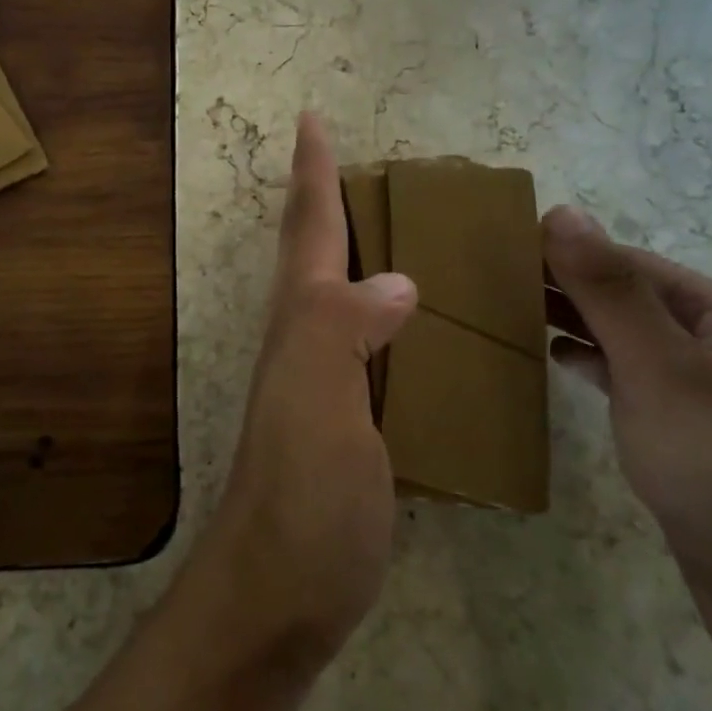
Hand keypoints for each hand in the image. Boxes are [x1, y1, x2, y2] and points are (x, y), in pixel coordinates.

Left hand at [193, 113, 417, 665]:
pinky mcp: (353, 420)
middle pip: (318, 251)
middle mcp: (310, 338)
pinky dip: (396, 315)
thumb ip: (346, 329)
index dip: (313, 171)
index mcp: (304, 320)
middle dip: (335, 198)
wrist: (284, 591)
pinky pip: (378, 344)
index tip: (312, 119)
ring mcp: (329, 380)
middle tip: (371, 162)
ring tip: (407, 224)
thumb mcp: (319, 401)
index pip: (309, 228)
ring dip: (366, 250)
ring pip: (346, 293)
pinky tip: (427, 321)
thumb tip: (398, 279)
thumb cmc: (303, 492)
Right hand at [541, 207, 711, 703]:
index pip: (628, 261)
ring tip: (509, 315)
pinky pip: (637, 388)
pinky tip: (560, 365)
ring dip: (577, 325)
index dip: (564, 250)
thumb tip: (562, 211)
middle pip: (631, 299)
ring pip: (632, 344)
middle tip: (487, 283)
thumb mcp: (664, 371)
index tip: (495, 249)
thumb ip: (611, 291)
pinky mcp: (700, 448)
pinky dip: (596, 369)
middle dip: (566, 286)